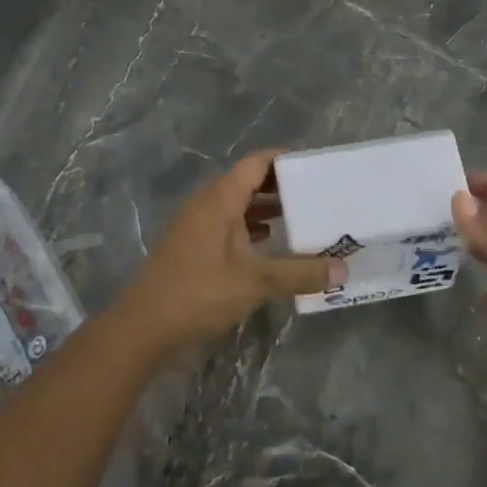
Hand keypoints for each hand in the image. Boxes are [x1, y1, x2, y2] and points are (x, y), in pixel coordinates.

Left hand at [117, 150, 344, 351]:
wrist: (143, 327)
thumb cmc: (199, 292)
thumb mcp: (256, 283)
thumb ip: (300, 274)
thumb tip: (344, 269)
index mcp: (220, 199)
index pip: (257, 163)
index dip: (285, 159)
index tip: (315, 165)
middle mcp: (208, 204)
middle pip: (249, 181)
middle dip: (282, 185)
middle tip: (317, 192)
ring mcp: (197, 225)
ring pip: (238, 204)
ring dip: (267, 207)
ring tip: (302, 216)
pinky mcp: (193, 246)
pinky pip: (229, 223)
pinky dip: (252, 227)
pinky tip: (271, 243)